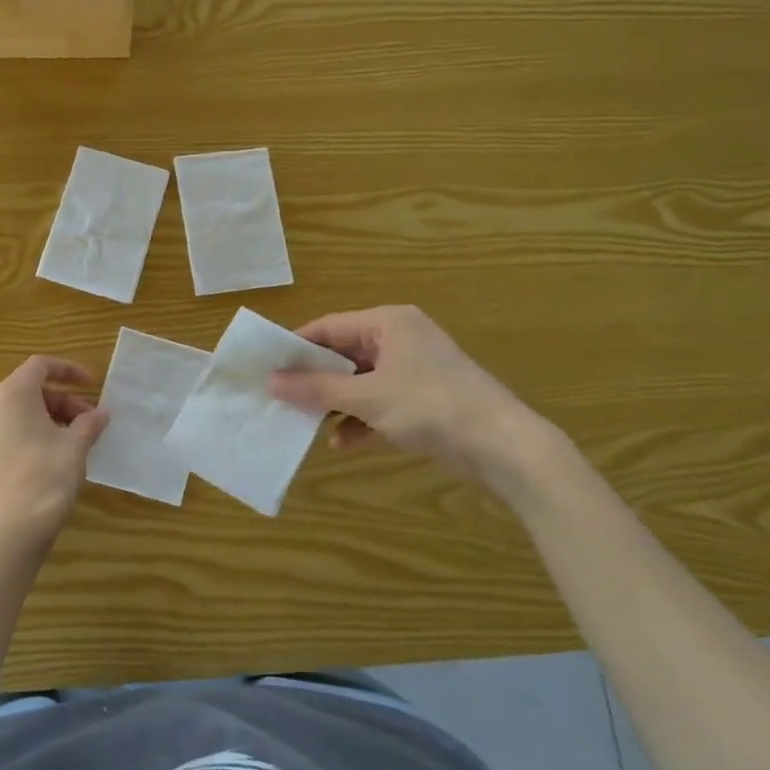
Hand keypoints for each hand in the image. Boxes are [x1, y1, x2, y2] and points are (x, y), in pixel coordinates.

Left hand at [0, 356, 109, 557]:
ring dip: (37, 423)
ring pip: (9, 418)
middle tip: (84, 423)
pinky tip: (34, 467)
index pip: (40, 365)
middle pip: (26, 393)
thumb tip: (100, 413)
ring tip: (61, 445)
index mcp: (12, 395)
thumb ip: (89, 423)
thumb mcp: (76, 447)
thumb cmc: (47, 478)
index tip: (90, 385)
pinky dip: (17, 444)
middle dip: (58, 402)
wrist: (10, 532)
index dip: (68, 370)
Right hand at [269, 305, 542, 484]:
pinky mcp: (424, 399)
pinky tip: (342, 443)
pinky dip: (360, 419)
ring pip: (360, 381)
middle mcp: (400, 339)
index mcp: (388, 323)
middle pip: (343, 354)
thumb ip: (316, 389)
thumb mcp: (366, 398)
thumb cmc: (430, 407)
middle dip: (314, 379)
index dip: (296, 347)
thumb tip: (270, 381)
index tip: (265, 367)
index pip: (329, 326)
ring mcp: (414, 370)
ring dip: (335, 403)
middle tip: (280, 398)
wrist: (504, 447)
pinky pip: (380, 402)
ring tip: (304, 422)